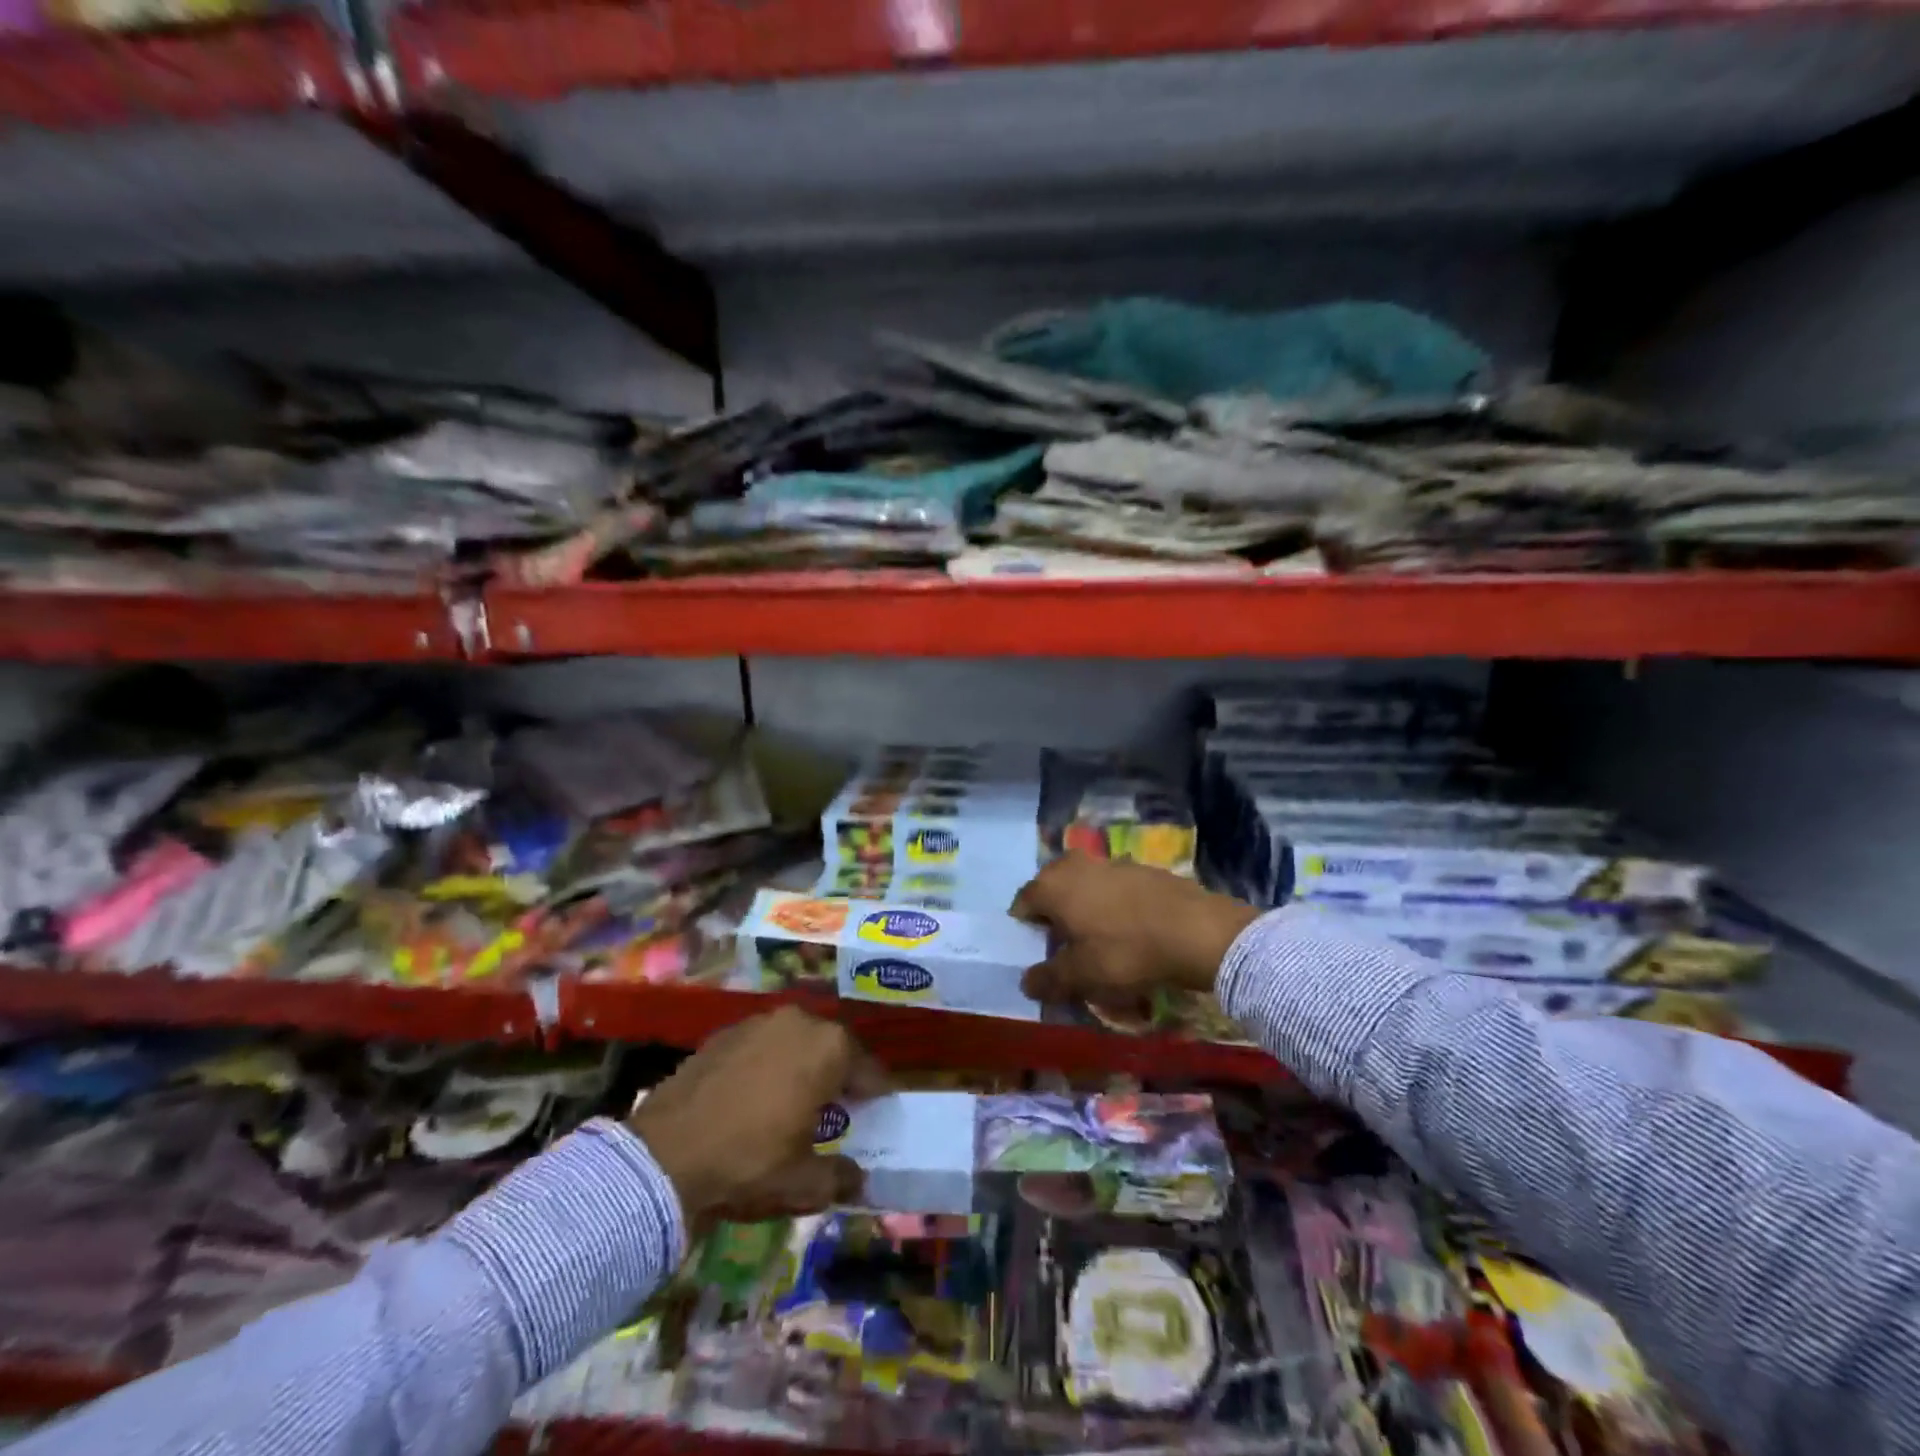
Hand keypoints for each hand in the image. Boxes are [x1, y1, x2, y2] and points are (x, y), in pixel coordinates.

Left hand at [628, 1006, 887, 1223]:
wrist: (664, 1156)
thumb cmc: (748, 1163)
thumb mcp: (803, 1184)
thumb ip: (840, 1177)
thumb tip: (858, 1179)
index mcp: (829, 1048)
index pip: (869, 1069)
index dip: (875, 1094)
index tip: (876, 1112)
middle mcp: (799, 1021)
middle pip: (832, 1046)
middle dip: (838, 1074)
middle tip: (837, 1107)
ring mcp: (758, 1022)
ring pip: (795, 1040)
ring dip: (801, 1064)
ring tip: (795, 1099)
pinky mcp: (724, 1033)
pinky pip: (761, 1045)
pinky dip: (767, 1064)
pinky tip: (755, 1095)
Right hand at [1011, 854, 1261, 1016]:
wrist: (1196, 930)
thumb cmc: (1126, 952)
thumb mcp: (1082, 975)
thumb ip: (1049, 978)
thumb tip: (1026, 982)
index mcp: (1051, 885)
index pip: (1021, 904)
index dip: (1027, 932)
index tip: (1041, 955)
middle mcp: (1074, 864)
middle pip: (1052, 891)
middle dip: (1055, 917)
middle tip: (1070, 950)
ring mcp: (1109, 862)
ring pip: (1083, 888)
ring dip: (1084, 911)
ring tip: (1102, 944)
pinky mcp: (1139, 868)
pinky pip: (1112, 888)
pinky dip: (1112, 906)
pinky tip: (1131, 932)